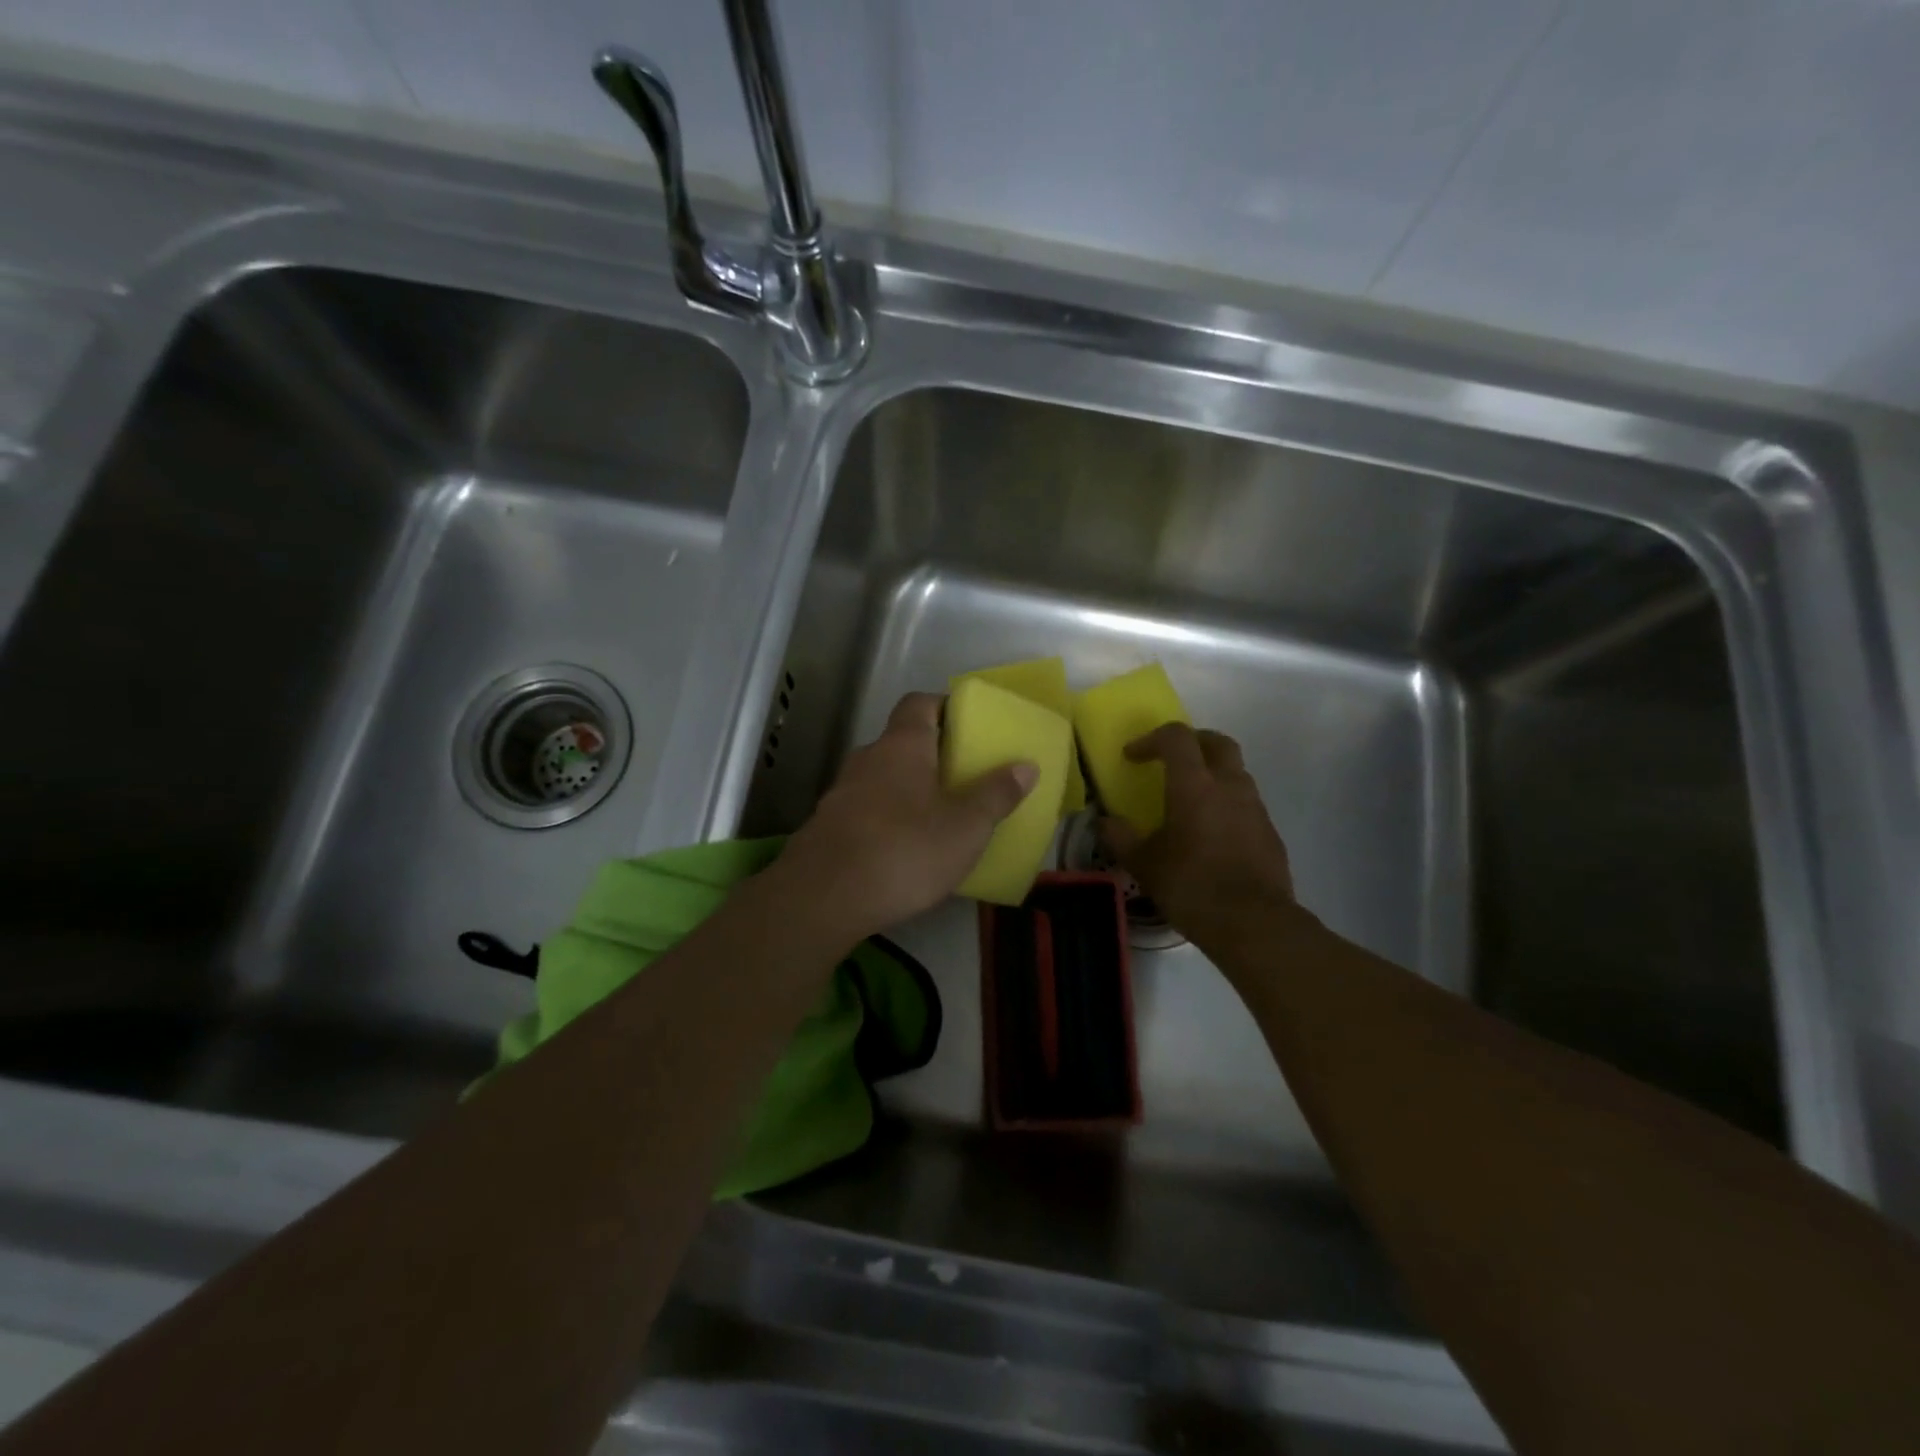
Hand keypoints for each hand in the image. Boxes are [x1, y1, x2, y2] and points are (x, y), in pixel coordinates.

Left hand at [778, 692, 1037, 940]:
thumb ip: (996, 795)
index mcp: (902, 745)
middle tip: (962, 778)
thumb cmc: (904, 850)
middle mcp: (867, 758)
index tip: (968, 726)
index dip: (944, 706)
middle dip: (931, 755)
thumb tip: (1025, 766)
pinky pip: (866, 809)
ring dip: (907, 789)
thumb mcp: (966, 827)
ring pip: (882, 778)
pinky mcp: (827, 826)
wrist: (823, 898)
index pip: (919, 703)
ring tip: (937, 817)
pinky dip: (886, 818)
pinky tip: (903, 850)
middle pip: (901, 742)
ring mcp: (842, 792)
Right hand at [1102, 724, 1300, 949]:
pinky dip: (1227, 804)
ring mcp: (1255, 808)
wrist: (1254, 923)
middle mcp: (1229, 786)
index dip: (1151, 739)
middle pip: (1217, 742)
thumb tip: (1104, 823)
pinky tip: (1212, 833)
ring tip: (1191, 799)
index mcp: (1195, 785)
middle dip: (1192, 742)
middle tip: (1171, 758)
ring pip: (1236, 772)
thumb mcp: (1144, 865)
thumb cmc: (1191, 886)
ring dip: (1212, 774)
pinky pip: (1246, 803)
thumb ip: (1121, 838)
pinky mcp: (1270, 832)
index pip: (1177, 738)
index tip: (1132, 757)